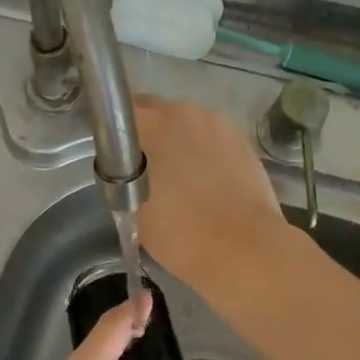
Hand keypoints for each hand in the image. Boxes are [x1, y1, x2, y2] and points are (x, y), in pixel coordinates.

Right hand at [133, 95, 289, 291]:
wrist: (245, 250)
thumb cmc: (181, 232)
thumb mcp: (135, 207)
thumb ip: (127, 177)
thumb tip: (132, 171)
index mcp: (156, 123)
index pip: (125, 110)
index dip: (117, 130)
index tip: (114, 153)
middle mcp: (190, 112)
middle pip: (159, 114)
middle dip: (149, 135)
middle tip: (144, 170)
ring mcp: (222, 126)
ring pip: (189, 127)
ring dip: (180, 143)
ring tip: (180, 180)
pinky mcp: (245, 144)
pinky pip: (214, 142)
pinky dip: (206, 155)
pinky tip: (207, 184)